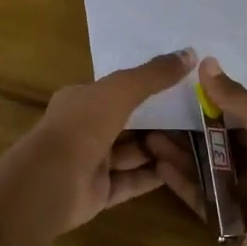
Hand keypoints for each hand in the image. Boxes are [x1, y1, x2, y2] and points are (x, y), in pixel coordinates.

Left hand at [11, 48, 196, 233]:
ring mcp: (90, 163)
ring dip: (157, 148)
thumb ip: (154, 74)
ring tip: (194, 143)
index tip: (177, 85)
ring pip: (130, 153)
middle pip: (126, 122)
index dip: (144, 86)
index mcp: (81, 100)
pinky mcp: (98, 193)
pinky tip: (179, 172)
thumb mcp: (121, 90)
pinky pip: (130, 182)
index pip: (116, 90)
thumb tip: (190, 52)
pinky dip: (152, 177)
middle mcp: (84, 129)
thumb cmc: (83, 125)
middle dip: (156, 120)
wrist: (52, 181)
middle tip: (194, 116)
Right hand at [146, 57, 246, 245]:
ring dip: (175, 150)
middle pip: (211, 138)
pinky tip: (157, 163)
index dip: (206, 100)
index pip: (231, 111)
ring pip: (199, 164)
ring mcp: (235, 188)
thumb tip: (206, 62)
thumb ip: (235, 95)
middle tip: (152, 113)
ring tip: (146, 136)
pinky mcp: (221, 214)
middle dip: (184, 126)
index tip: (174, 87)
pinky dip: (178, 178)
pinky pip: (195, 193)